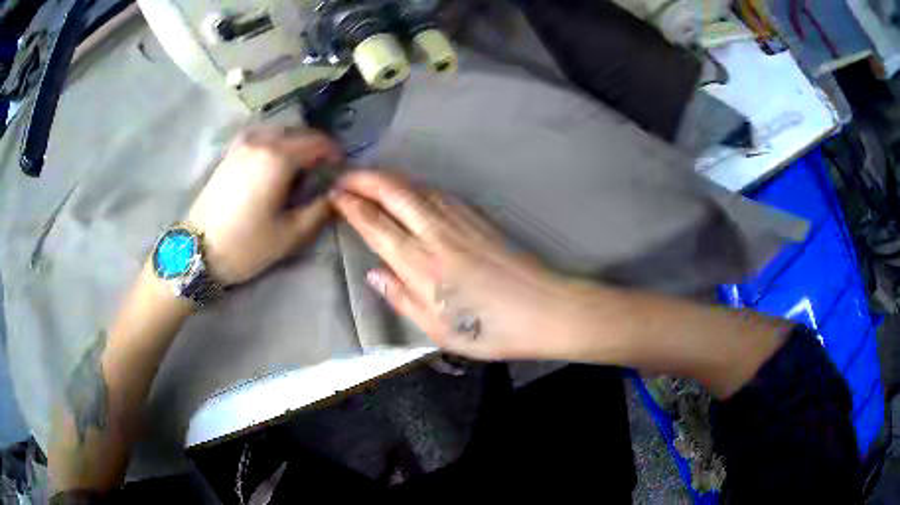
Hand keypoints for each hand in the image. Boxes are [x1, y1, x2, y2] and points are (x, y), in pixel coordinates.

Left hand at [187, 128, 342, 285]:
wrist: (197, 250)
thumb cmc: (245, 245)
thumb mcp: (290, 235)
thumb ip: (320, 210)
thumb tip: (335, 193)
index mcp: (278, 158)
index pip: (318, 142)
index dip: (334, 153)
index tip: (340, 170)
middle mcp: (261, 141)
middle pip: (299, 133)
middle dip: (315, 147)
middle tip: (321, 171)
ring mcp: (242, 144)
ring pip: (279, 132)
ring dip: (294, 144)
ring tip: (298, 169)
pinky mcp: (230, 152)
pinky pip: (261, 137)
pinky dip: (275, 144)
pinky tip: (273, 165)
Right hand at [331, 171, 609, 360]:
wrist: (546, 309)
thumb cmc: (491, 330)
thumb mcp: (438, 330)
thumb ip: (402, 298)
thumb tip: (374, 272)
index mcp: (422, 266)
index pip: (376, 225)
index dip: (351, 206)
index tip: (333, 195)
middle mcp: (437, 234)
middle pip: (393, 193)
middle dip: (363, 179)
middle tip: (342, 176)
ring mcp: (460, 220)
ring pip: (415, 187)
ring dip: (387, 178)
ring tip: (367, 178)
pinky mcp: (478, 217)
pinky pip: (436, 193)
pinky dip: (413, 185)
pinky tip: (407, 190)